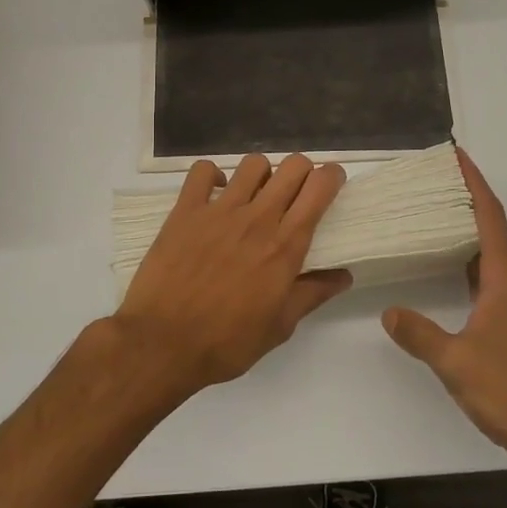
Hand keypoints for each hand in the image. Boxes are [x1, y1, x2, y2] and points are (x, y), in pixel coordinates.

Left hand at [114, 154, 350, 396]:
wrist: (163, 343)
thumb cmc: (227, 342)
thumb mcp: (279, 326)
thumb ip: (312, 294)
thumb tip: (344, 276)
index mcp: (285, 245)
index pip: (319, 189)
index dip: (332, 176)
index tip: (331, 183)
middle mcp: (257, 218)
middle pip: (292, 166)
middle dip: (303, 171)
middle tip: (297, 192)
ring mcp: (219, 210)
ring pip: (253, 164)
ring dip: (262, 174)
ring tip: (256, 194)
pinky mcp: (185, 210)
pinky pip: (203, 171)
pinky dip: (214, 176)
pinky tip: (216, 194)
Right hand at [383, 149, 506, 465]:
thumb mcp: (455, 362)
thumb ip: (419, 334)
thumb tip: (389, 312)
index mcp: (505, 281)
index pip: (490, 218)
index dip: (474, 183)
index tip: (456, 156)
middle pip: (491, 228)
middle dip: (466, 199)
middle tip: (433, 181)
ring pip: (489, 254)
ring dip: (467, 230)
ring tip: (434, 215)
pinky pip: (487, 278)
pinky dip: (467, 262)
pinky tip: (447, 269)